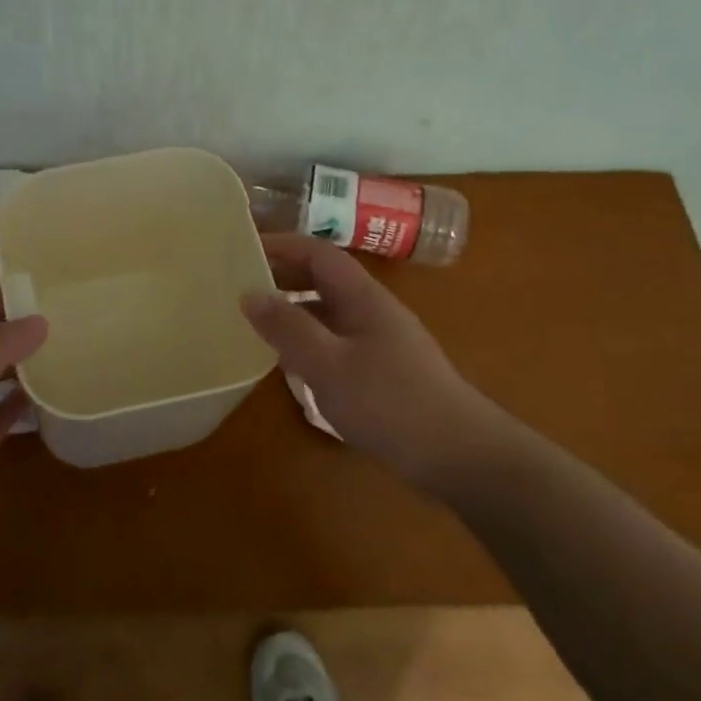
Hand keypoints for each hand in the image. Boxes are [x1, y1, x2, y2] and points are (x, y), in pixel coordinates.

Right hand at [240, 234, 503, 490]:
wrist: (460, 456)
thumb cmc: (390, 403)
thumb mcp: (329, 365)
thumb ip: (288, 328)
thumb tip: (249, 293)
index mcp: (362, 297)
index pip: (318, 253)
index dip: (282, 244)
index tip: (244, 247)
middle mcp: (373, 311)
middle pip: (324, 279)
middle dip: (284, 276)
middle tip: (240, 284)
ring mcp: (381, 342)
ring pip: (330, 312)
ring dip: (294, 310)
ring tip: (257, 322)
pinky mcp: (384, 372)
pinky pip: (337, 341)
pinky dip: (309, 340)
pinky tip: (292, 364)